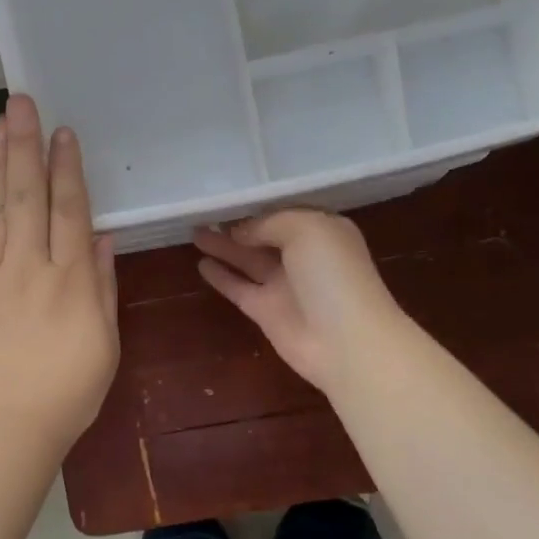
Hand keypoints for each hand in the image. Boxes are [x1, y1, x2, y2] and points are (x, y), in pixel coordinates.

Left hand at [0, 95, 119, 459]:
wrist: (3, 428)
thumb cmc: (68, 390)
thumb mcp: (104, 341)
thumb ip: (102, 285)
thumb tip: (101, 237)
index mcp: (69, 279)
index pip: (68, 209)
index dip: (67, 168)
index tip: (63, 132)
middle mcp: (27, 267)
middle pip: (26, 195)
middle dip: (25, 145)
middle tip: (21, 102)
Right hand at [193, 210, 404, 395]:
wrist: (346, 341)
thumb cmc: (333, 274)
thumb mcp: (307, 228)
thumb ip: (270, 223)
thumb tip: (241, 232)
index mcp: (321, 230)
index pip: (284, 212)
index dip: (257, 206)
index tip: (227, 198)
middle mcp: (302, 255)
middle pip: (263, 235)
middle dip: (236, 224)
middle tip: (202, 213)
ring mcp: (283, 285)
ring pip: (247, 259)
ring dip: (222, 246)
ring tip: (193, 231)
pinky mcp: (265, 311)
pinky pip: (238, 287)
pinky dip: (220, 276)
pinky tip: (200, 263)